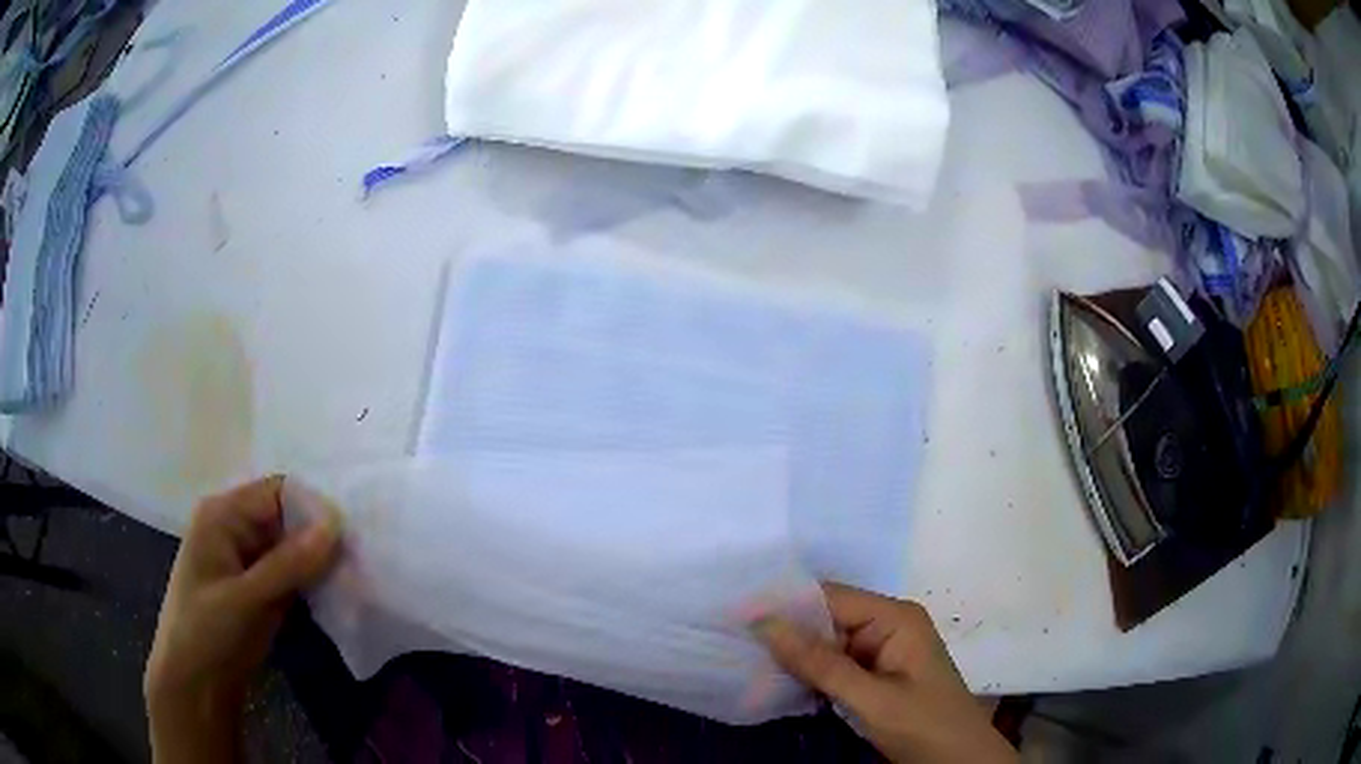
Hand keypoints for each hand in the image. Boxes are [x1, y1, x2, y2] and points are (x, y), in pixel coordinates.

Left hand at [145, 476, 339, 763]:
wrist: (195, 684)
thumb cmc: (207, 632)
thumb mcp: (246, 598)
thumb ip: (289, 563)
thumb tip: (336, 523)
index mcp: (223, 515)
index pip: (278, 492)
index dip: (314, 506)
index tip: (353, 531)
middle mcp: (236, 529)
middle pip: (288, 518)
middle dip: (322, 535)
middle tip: (363, 555)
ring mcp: (249, 561)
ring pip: (294, 548)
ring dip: (321, 561)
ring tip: (359, 573)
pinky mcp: (260, 589)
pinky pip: (293, 575)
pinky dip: (314, 582)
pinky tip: (340, 591)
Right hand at [754, 583, 1015, 763]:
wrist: (958, 760)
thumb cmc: (923, 725)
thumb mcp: (870, 699)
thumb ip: (820, 663)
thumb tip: (765, 623)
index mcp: (895, 617)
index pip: (830, 598)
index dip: (785, 604)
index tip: (736, 615)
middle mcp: (888, 625)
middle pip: (826, 618)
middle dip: (786, 632)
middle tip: (734, 641)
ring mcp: (882, 650)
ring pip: (826, 644)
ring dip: (793, 655)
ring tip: (745, 659)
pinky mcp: (875, 673)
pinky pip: (835, 664)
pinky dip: (809, 673)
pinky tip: (777, 680)